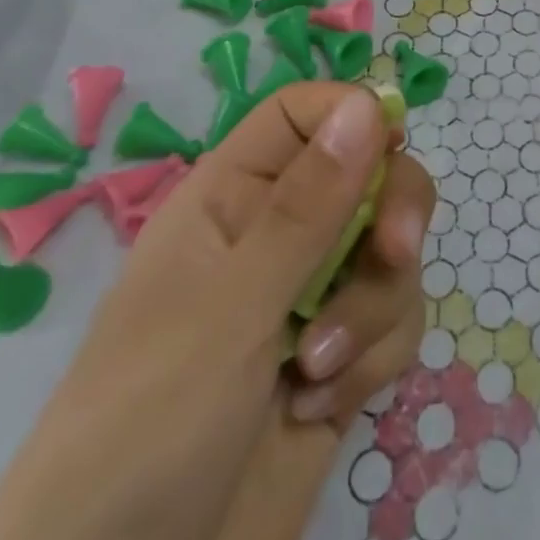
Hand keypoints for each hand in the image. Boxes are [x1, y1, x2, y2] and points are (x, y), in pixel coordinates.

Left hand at [0, 83, 435, 539]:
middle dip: (391, 214)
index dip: (353, 114)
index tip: (393, 149)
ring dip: (375, 307)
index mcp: (229, 201)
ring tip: (317, 374)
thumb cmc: (145, 438)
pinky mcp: (339, 360)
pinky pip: (395, 320)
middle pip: (368, 175)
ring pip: (390, 253)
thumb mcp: (229, 311)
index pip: (302, 114)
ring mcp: (310, 301)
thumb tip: (369, 102)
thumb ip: (308, 207)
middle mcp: (274, 239)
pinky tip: (322, 408)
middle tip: (393, 253)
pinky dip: (375, 358)